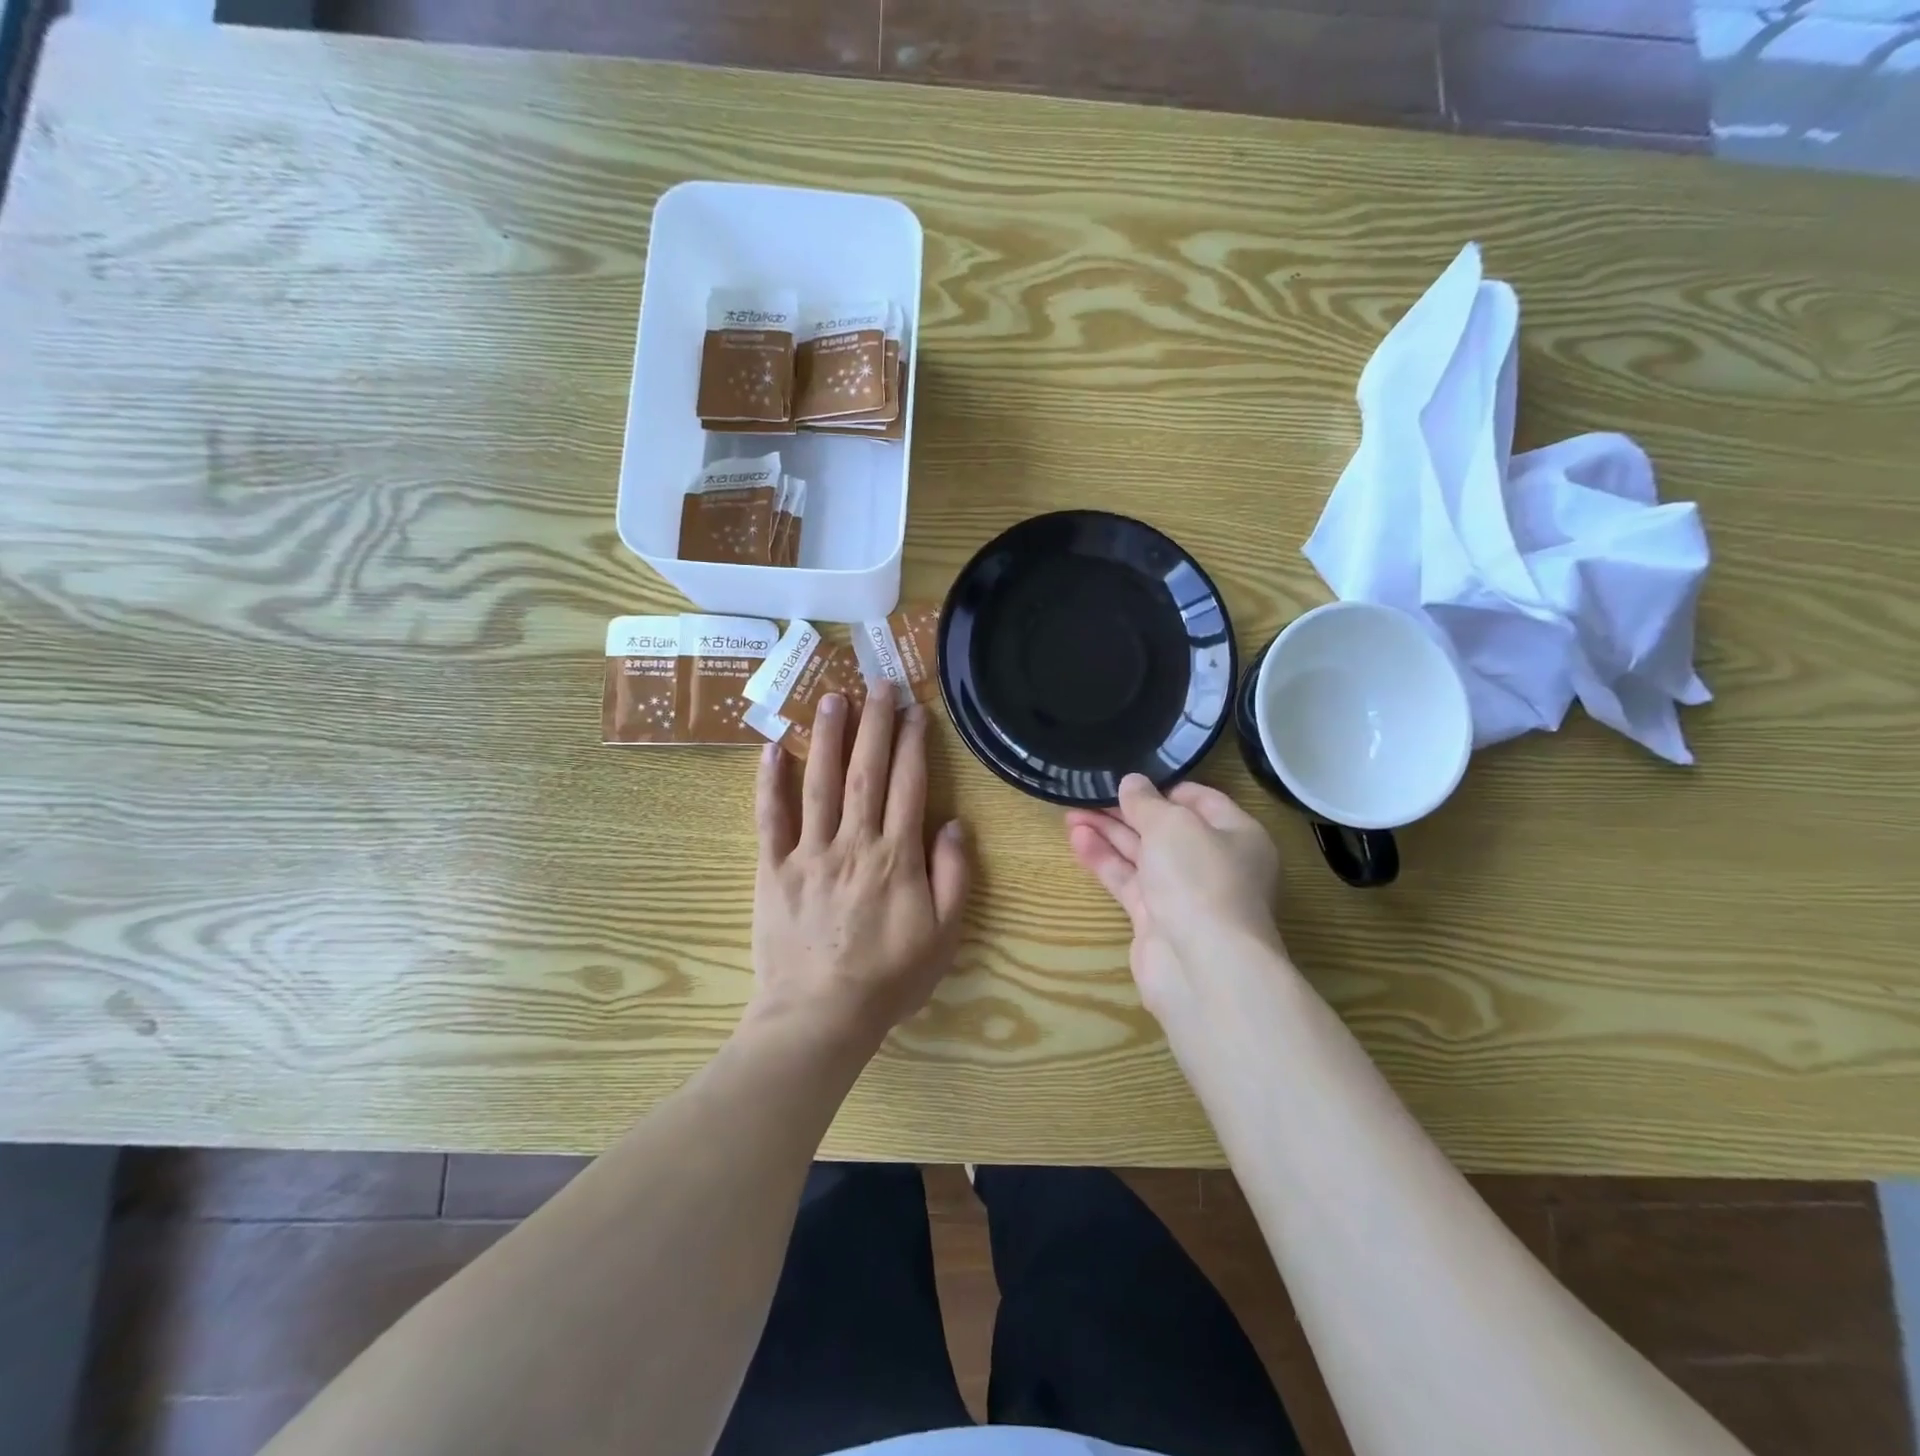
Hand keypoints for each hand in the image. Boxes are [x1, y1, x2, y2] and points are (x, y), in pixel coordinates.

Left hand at [749, 688, 969, 1051]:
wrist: (820, 1017)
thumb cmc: (889, 979)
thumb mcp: (943, 936)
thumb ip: (953, 875)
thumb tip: (953, 823)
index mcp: (896, 857)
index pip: (909, 785)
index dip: (913, 744)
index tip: (915, 710)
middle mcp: (853, 842)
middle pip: (866, 771)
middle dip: (875, 723)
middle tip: (878, 683)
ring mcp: (808, 852)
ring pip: (819, 782)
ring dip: (828, 736)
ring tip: (833, 697)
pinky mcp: (772, 869)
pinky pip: (770, 818)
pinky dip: (769, 782)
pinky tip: (771, 748)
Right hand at [1066, 774, 1283, 1017]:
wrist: (1202, 966)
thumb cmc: (1199, 878)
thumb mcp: (1172, 824)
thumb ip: (1147, 802)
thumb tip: (1132, 783)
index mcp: (1237, 835)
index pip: (1200, 800)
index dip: (1163, 787)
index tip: (1128, 776)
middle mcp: (1213, 863)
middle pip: (1165, 828)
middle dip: (1127, 810)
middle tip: (1088, 792)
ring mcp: (1184, 894)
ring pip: (1142, 855)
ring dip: (1108, 833)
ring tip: (1070, 812)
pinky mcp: (1156, 919)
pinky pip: (1128, 881)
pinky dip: (1104, 860)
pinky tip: (1077, 840)